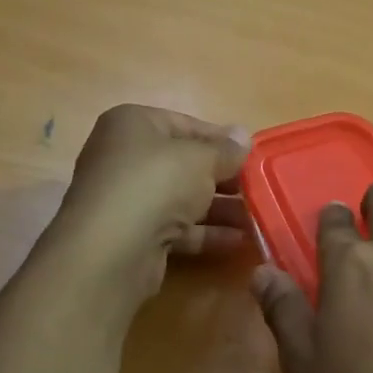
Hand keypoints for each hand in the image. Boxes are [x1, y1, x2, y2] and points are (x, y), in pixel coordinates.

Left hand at [42, 105, 249, 310]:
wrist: (113, 248)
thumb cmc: (157, 183)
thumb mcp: (201, 158)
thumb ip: (226, 150)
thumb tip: (244, 136)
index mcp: (133, 124)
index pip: (186, 124)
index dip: (222, 140)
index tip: (253, 156)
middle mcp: (126, 157)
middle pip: (185, 164)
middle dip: (224, 178)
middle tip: (259, 188)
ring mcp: (129, 199)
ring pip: (183, 198)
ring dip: (221, 208)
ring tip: (258, 217)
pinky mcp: (136, 235)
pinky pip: (178, 228)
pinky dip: (207, 233)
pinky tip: (240, 240)